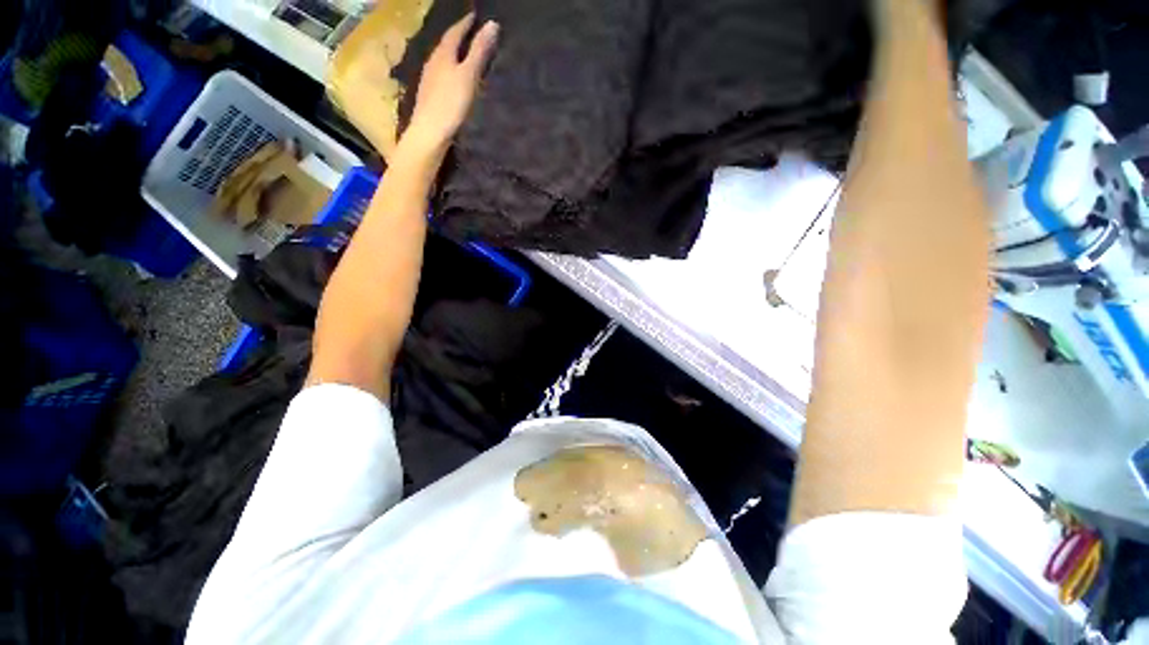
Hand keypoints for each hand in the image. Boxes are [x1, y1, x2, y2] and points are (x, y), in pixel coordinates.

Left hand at [400, 14, 498, 160]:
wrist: (430, 132)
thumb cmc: (450, 103)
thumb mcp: (469, 75)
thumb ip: (479, 52)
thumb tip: (492, 24)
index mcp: (443, 54)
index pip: (455, 32)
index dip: (465, 23)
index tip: (475, 16)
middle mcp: (433, 62)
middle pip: (447, 44)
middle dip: (459, 37)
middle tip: (472, 32)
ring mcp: (429, 80)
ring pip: (443, 60)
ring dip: (454, 54)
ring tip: (465, 54)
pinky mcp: (430, 96)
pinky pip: (441, 75)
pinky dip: (450, 70)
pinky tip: (454, 78)